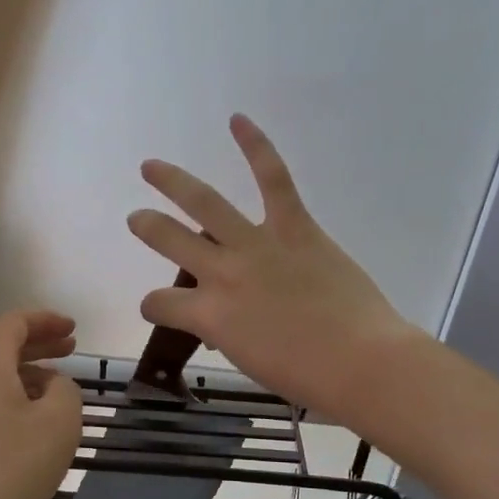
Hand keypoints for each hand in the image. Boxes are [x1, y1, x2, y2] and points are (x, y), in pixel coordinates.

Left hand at [0, 309, 82, 498]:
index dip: (46, 321)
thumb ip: (66, 391)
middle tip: (71, 350)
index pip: (14, 324)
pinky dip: (10, 399)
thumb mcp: (58, 424)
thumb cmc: (8, 469)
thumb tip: (52, 386)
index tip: (73, 328)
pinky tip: (29, 424)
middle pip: (1, 348)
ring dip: (26, 376)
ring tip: (56, 392)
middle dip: (39, 346)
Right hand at [127, 115, 417, 418]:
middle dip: (148, 227)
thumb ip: (227, 333)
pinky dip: (256, 147)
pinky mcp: (294, 227)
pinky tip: (237, 121)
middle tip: (137, 219)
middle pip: (169, 240)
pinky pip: (272, 179)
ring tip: (151, 167)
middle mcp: (222, 273)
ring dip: (173, 182)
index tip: (158, 308)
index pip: (161, 303)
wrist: (361, 363)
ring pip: (205, 203)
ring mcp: (257, 245)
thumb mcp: (249, 361)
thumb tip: (226, 320)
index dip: (153, 305)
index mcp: (209, 316)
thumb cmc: (307, 377)